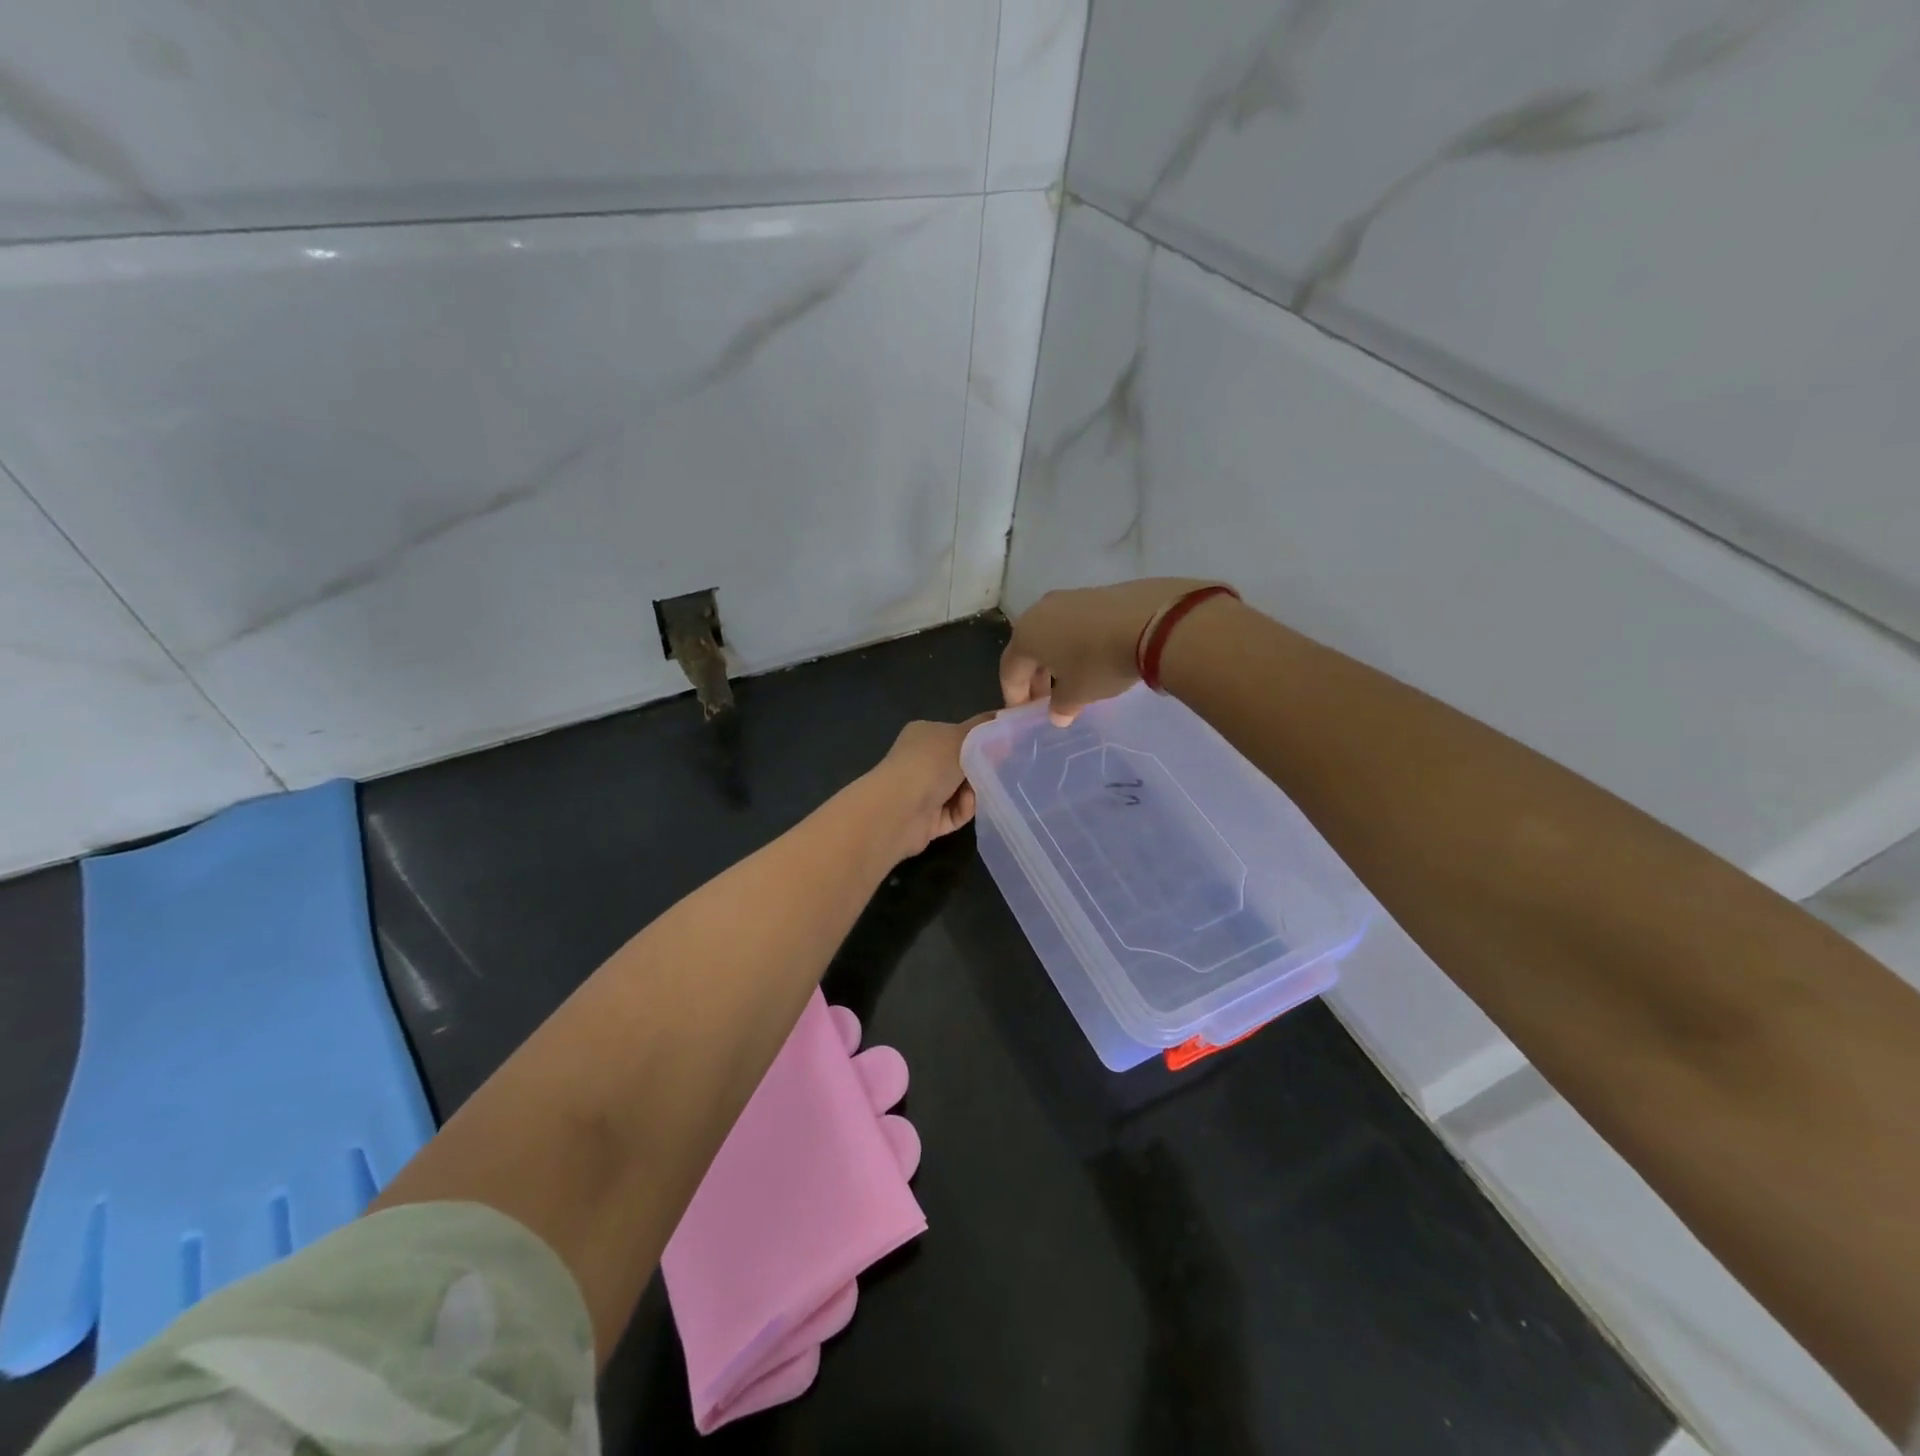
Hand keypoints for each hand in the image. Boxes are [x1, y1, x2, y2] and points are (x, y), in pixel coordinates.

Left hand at [868, 714, 993, 859]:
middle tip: (1001, 771)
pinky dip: (964, 810)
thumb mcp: (964, 736)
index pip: (958, 734)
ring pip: (962, 791)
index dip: (982, 741)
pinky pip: (955, 813)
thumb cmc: (930, 764)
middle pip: (963, 765)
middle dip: (982, 770)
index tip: (1006, 747)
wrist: (899, 810)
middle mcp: (921, 761)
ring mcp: (922, 792)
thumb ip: (985, 729)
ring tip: (980, 792)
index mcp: (925, 735)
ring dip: (975, 792)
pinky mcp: (926, 820)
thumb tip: (1006, 722)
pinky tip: (967, 807)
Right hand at [1001, 579, 1223, 724]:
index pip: (1010, 670)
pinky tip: (1096, 657)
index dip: (1015, 695)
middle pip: (1029, 648)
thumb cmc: (1100, 663)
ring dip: (1057, 658)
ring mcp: (1069, 597)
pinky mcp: (1097, 592)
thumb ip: (1061, 705)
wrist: (1153, 620)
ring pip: (1053, 633)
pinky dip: (1078, 642)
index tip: (1025, 714)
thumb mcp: (1078, 693)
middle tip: (1048, 700)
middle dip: (1035, 676)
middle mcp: (1040, 611)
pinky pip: (1076, 623)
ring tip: (1073, 678)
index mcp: (1026, 636)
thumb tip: (1057, 714)